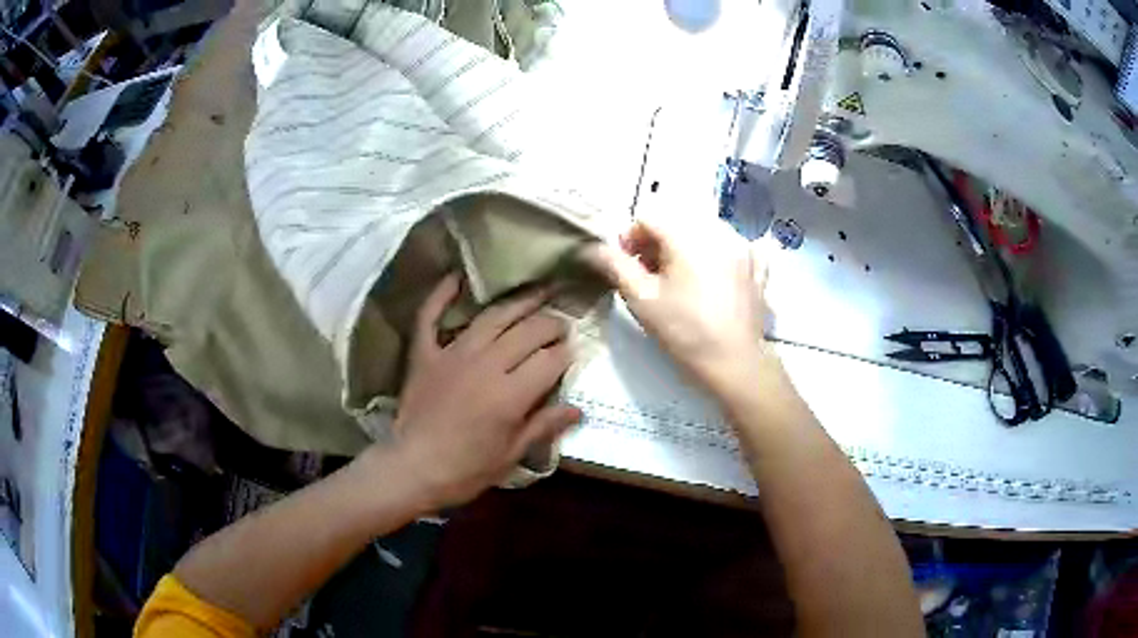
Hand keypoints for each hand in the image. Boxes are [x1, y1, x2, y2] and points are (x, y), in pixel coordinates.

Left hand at [367, 274, 581, 507]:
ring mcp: (453, 354)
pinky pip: (431, 317)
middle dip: (551, 324)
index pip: (550, 360)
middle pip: (528, 332)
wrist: (412, 468)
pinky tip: (457, 277)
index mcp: (511, 394)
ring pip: (492, 317)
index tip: (574, 351)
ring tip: (537, 292)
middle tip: (562, 323)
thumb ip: (544, 425)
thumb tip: (578, 409)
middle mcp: (486, 365)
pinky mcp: (425, 354)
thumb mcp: (512, 454)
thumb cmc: (466, 470)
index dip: (567, 353)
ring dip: (518, 302)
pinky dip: (441, 295)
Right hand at [586, 216, 771, 398]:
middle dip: (657, 243)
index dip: (630, 239)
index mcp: (688, 235)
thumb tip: (592, 248)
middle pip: (677, 222)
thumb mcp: (641, 299)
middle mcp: (718, 231)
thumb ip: (615, 266)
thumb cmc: (683, 331)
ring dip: (684, 247)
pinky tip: (711, 278)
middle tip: (649, 275)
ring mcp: (742, 246)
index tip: (626, 265)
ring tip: (678, 279)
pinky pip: (729, 246)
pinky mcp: (757, 264)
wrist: (733, 362)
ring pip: (702, 232)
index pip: (648, 218)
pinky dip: (714, 254)